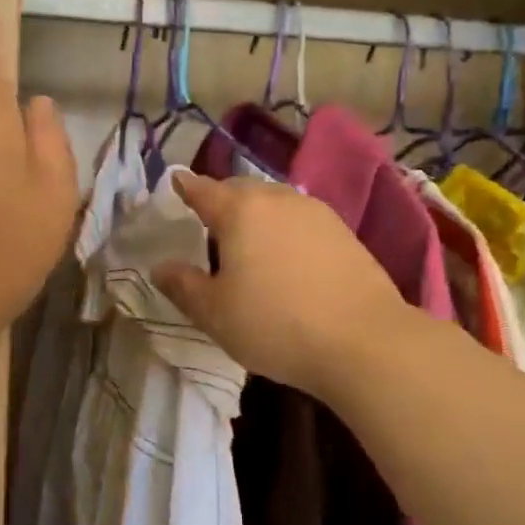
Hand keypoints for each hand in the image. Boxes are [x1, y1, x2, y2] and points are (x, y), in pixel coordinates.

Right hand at [154, 173, 409, 401]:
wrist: (364, 342)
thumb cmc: (276, 324)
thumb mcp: (214, 313)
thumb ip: (183, 285)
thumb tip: (160, 267)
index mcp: (240, 211)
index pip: (203, 190)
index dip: (186, 188)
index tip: (175, 183)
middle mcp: (278, 199)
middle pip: (241, 190)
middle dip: (221, 200)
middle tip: (208, 224)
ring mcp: (316, 212)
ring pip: (274, 202)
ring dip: (255, 215)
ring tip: (247, 243)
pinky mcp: (344, 232)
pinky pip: (300, 220)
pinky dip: (284, 229)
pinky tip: (286, 257)